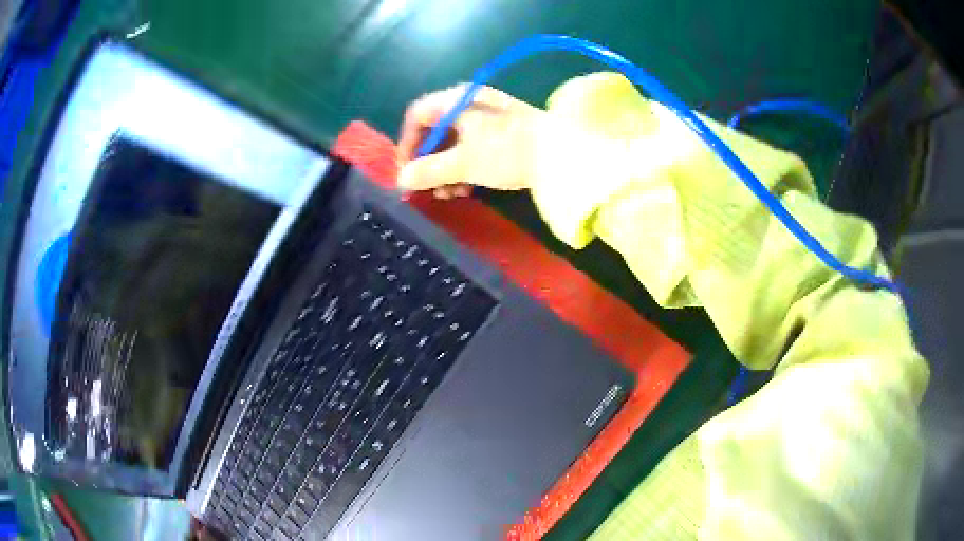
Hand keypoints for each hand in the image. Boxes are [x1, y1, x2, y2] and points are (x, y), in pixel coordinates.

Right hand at [397, 84, 544, 198]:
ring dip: (444, 171)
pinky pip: (472, 148)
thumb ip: (428, 171)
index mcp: (457, 101)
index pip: (417, 115)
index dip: (406, 143)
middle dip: (427, 163)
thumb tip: (401, 180)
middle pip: (435, 131)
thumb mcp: (463, 163)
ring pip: (453, 143)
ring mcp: (488, 118)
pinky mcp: (503, 134)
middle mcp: (469, 104)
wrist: (563, 154)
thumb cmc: (507, 151)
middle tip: (425, 189)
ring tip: (447, 195)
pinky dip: (464, 168)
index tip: (405, 172)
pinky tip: (465, 190)